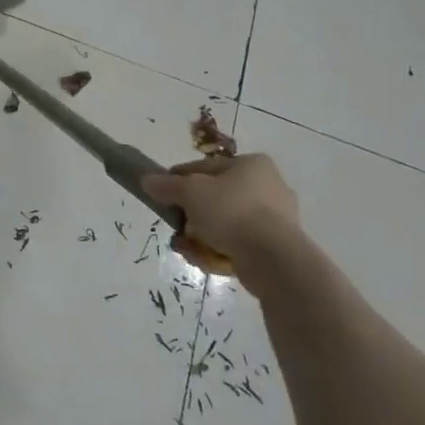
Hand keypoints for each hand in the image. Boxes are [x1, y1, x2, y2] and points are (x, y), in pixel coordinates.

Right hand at [142, 154, 305, 296]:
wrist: (274, 259)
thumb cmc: (232, 212)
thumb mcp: (191, 192)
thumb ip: (167, 185)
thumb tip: (146, 181)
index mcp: (253, 165)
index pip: (207, 167)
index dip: (180, 178)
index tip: (163, 193)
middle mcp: (270, 186)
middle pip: (217, 196)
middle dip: (193, 212)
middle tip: (176, 223)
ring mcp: (277, 218)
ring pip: (227, 222)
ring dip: (203, 233)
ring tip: (185, 246)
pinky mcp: (277, 247)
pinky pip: (240, 243)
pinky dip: (220, 249)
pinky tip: (203, 258)